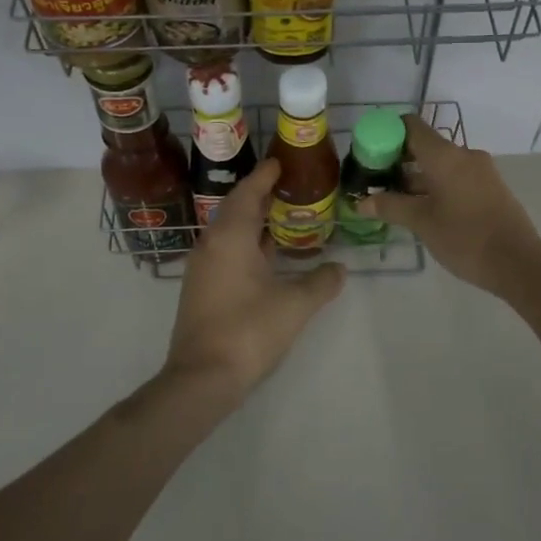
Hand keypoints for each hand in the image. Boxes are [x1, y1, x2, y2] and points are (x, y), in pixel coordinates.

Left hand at [163, 158, 344, 405]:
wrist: (202, 377)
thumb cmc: (248, 330)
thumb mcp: (294, 305)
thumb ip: (321, 283)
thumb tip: (340, 269)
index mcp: (230, 236)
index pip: (248, 192)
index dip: (264, 176)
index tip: (280, 162)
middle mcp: (211, 244)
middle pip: (236, 208)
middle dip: (260, 195)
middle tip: (288, 187)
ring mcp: (202, 267)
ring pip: (228, 231)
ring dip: (252, 220)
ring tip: (281, 217)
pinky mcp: (200, 288)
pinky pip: (224, 250)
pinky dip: (245, 243)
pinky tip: (265, 256)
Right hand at [358, 114, 540, 293]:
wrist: (519, 263)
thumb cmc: (465, 238)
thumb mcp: (422, 223)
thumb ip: (390, 207)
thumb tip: (362, 203)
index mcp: (445, 156)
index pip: (411, 126)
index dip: (387, 133)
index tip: (370, 154)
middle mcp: (464, 155)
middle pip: (425, 145)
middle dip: (399, 160)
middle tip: (376, 181)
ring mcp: (480, 171)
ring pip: (440, 164)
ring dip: (417, 177)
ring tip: (395, 200)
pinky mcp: (490, 188)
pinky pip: (456, 176)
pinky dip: (436, 185)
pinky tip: (423, 208)